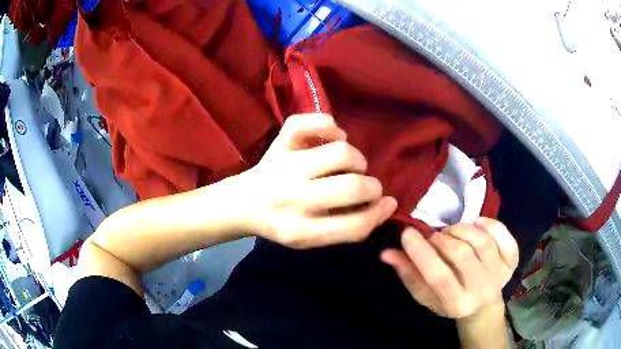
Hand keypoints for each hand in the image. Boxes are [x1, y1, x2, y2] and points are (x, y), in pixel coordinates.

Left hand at [235, 113, 397, 248]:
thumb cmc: (282, 224)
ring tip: (350, 167)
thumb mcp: (312, 240)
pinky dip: (328, 125)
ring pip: (340, 152)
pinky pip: (307, 122)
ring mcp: (285, 165)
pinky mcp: (279, 143)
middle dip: (372, 187)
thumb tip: (387, 205)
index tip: (387, 204)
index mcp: (301, 230)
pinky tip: (333, 138)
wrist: (244, 204)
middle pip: (351, 186)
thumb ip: (348, 227)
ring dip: (356, 160)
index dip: (379, 213)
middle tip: (366, 187)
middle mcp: (292, 197)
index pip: (354, 225)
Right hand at [381, 218, 518, 318]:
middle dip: (442, 240)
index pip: (438, 276)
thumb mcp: (426, 296)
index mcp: (457, 304)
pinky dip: (492, 225)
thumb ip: (408, 274)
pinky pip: (505, 237)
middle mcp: (481, 291)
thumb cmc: (449, 302)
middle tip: (434, 237)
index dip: (421, 253)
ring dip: (462, 229)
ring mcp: (500, 275)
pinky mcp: (511, 262)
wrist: (482, 307)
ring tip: (452, 232)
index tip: (407, 233)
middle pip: (461, 255)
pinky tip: (478, 223)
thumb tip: (387, 253)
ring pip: (482, 242)